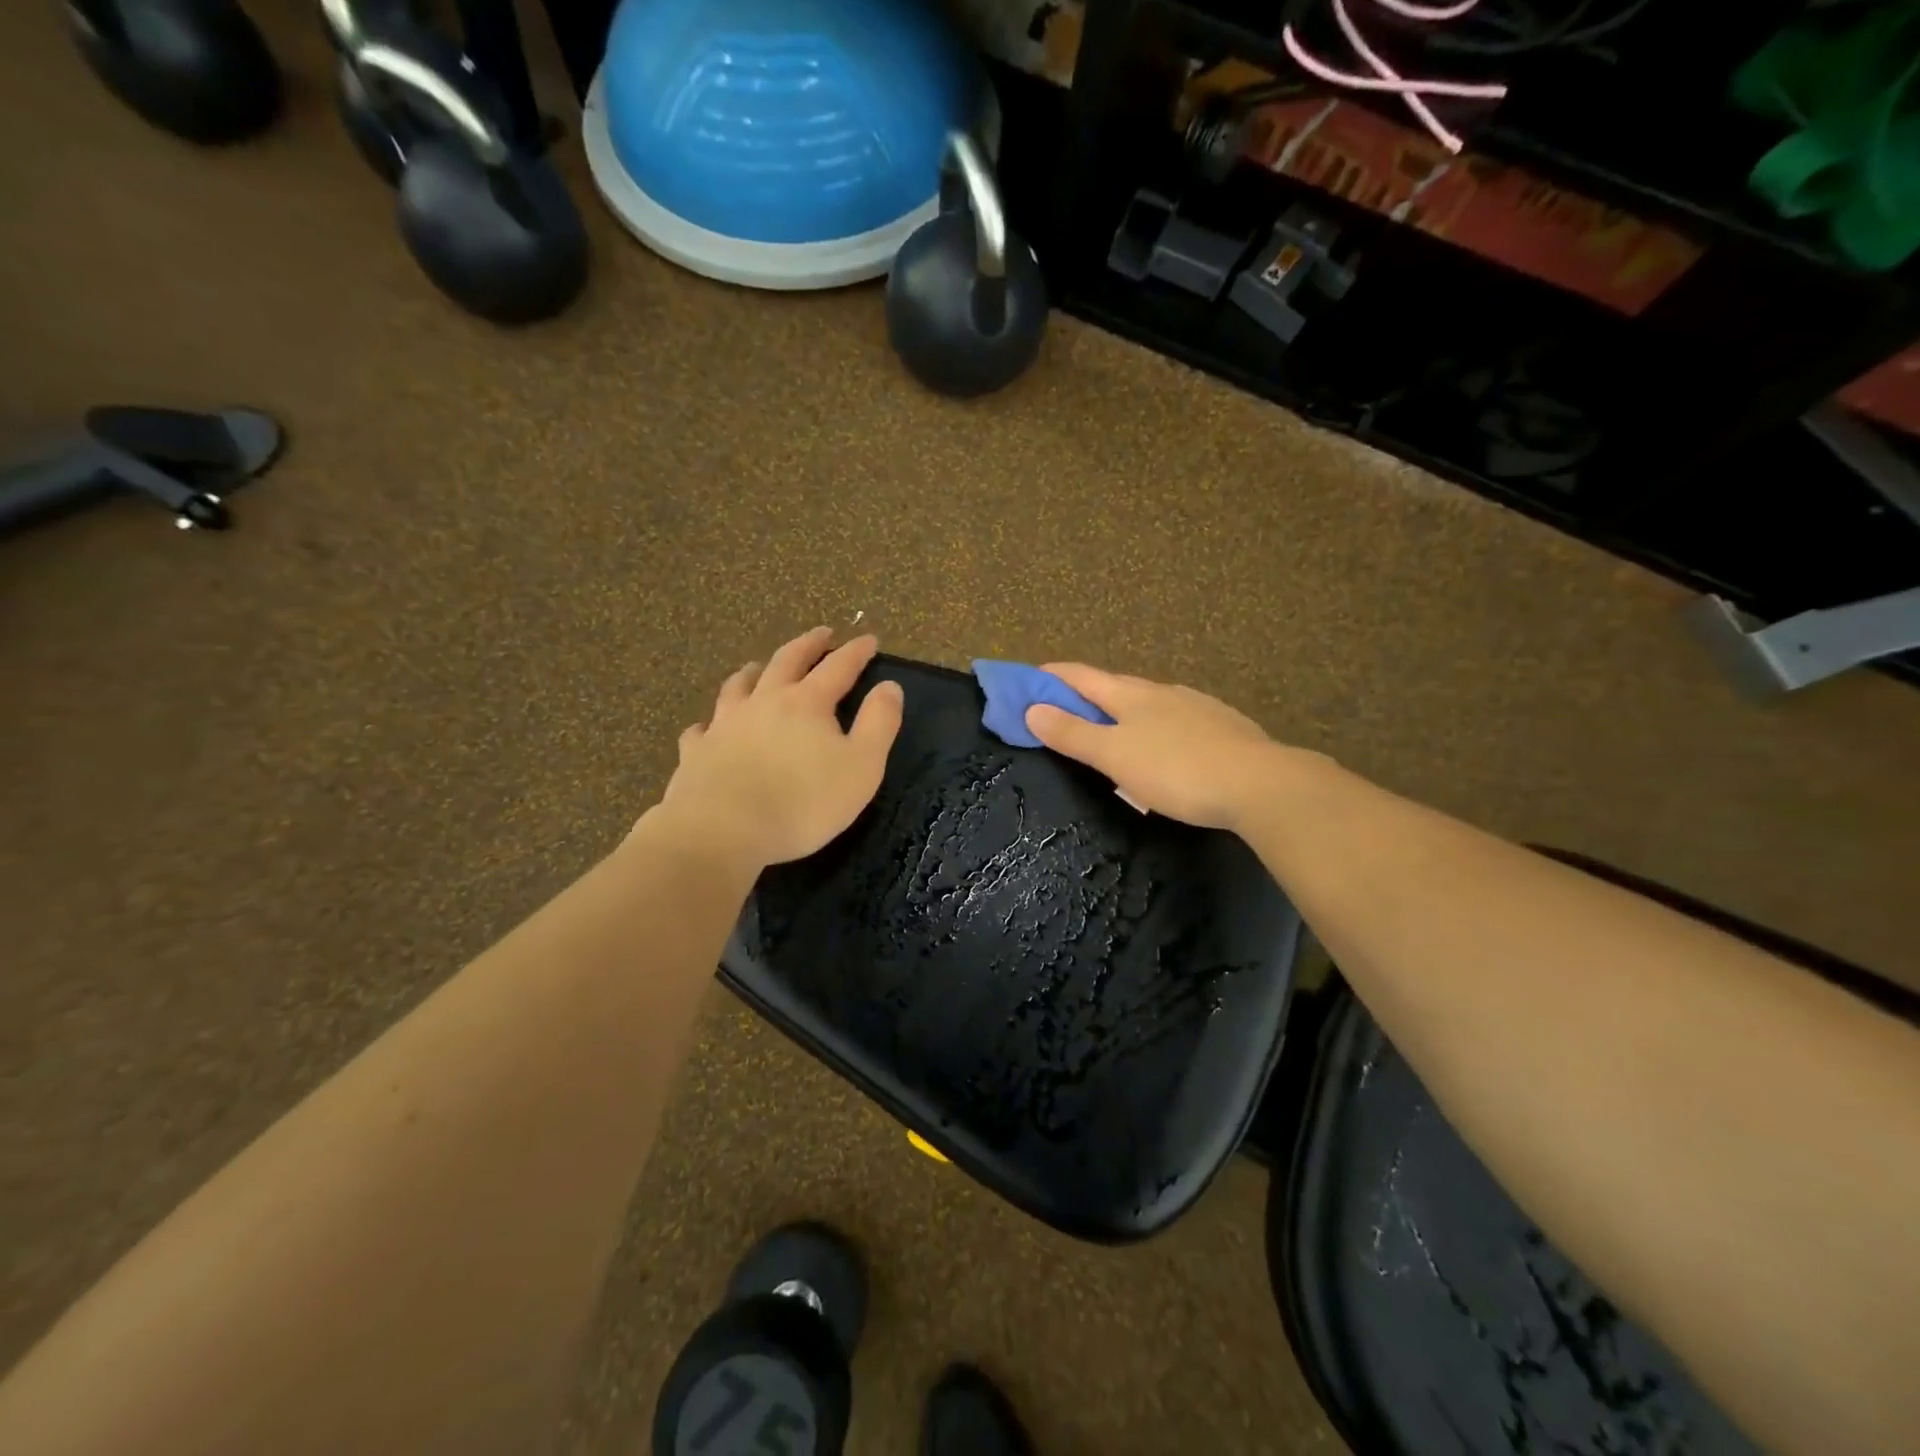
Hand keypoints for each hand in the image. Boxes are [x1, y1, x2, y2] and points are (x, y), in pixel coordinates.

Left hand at [657, 627, 903, 867]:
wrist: (722, 829)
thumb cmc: (803, 802)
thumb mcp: (862, 766)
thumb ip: (879, 724)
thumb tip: (889, 686)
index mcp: (807, 703)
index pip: (837, 667)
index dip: (855, 652)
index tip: (869, 639)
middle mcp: (764, 702)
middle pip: (786, 662)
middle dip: (808, 645)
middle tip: (821, 634)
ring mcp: (724, 724)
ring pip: (738, 686)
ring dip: (754, 672)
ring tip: (758, 666)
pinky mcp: (696, 753)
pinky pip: (701, 730)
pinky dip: (709, 723)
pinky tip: (708, 727)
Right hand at [1023, 664, 1288, 831]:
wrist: (1259, 784)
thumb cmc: (1176, 769)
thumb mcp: (1115, 756)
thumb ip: (1073, 734)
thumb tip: (1033, 709)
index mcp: (1131, 695)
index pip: (1082, 677)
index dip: (1052, 676)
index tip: (1029, 677)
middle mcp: (1163, 692)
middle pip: (1115, 686)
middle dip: (1087, 693)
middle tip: (1064, 708)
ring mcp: (1197, 707)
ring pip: (1150, 703)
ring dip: (1124, 711)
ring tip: (1114, 730)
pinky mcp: (1223, 727)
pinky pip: (1177, 721)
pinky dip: (1157, 728)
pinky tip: (1165, 747)